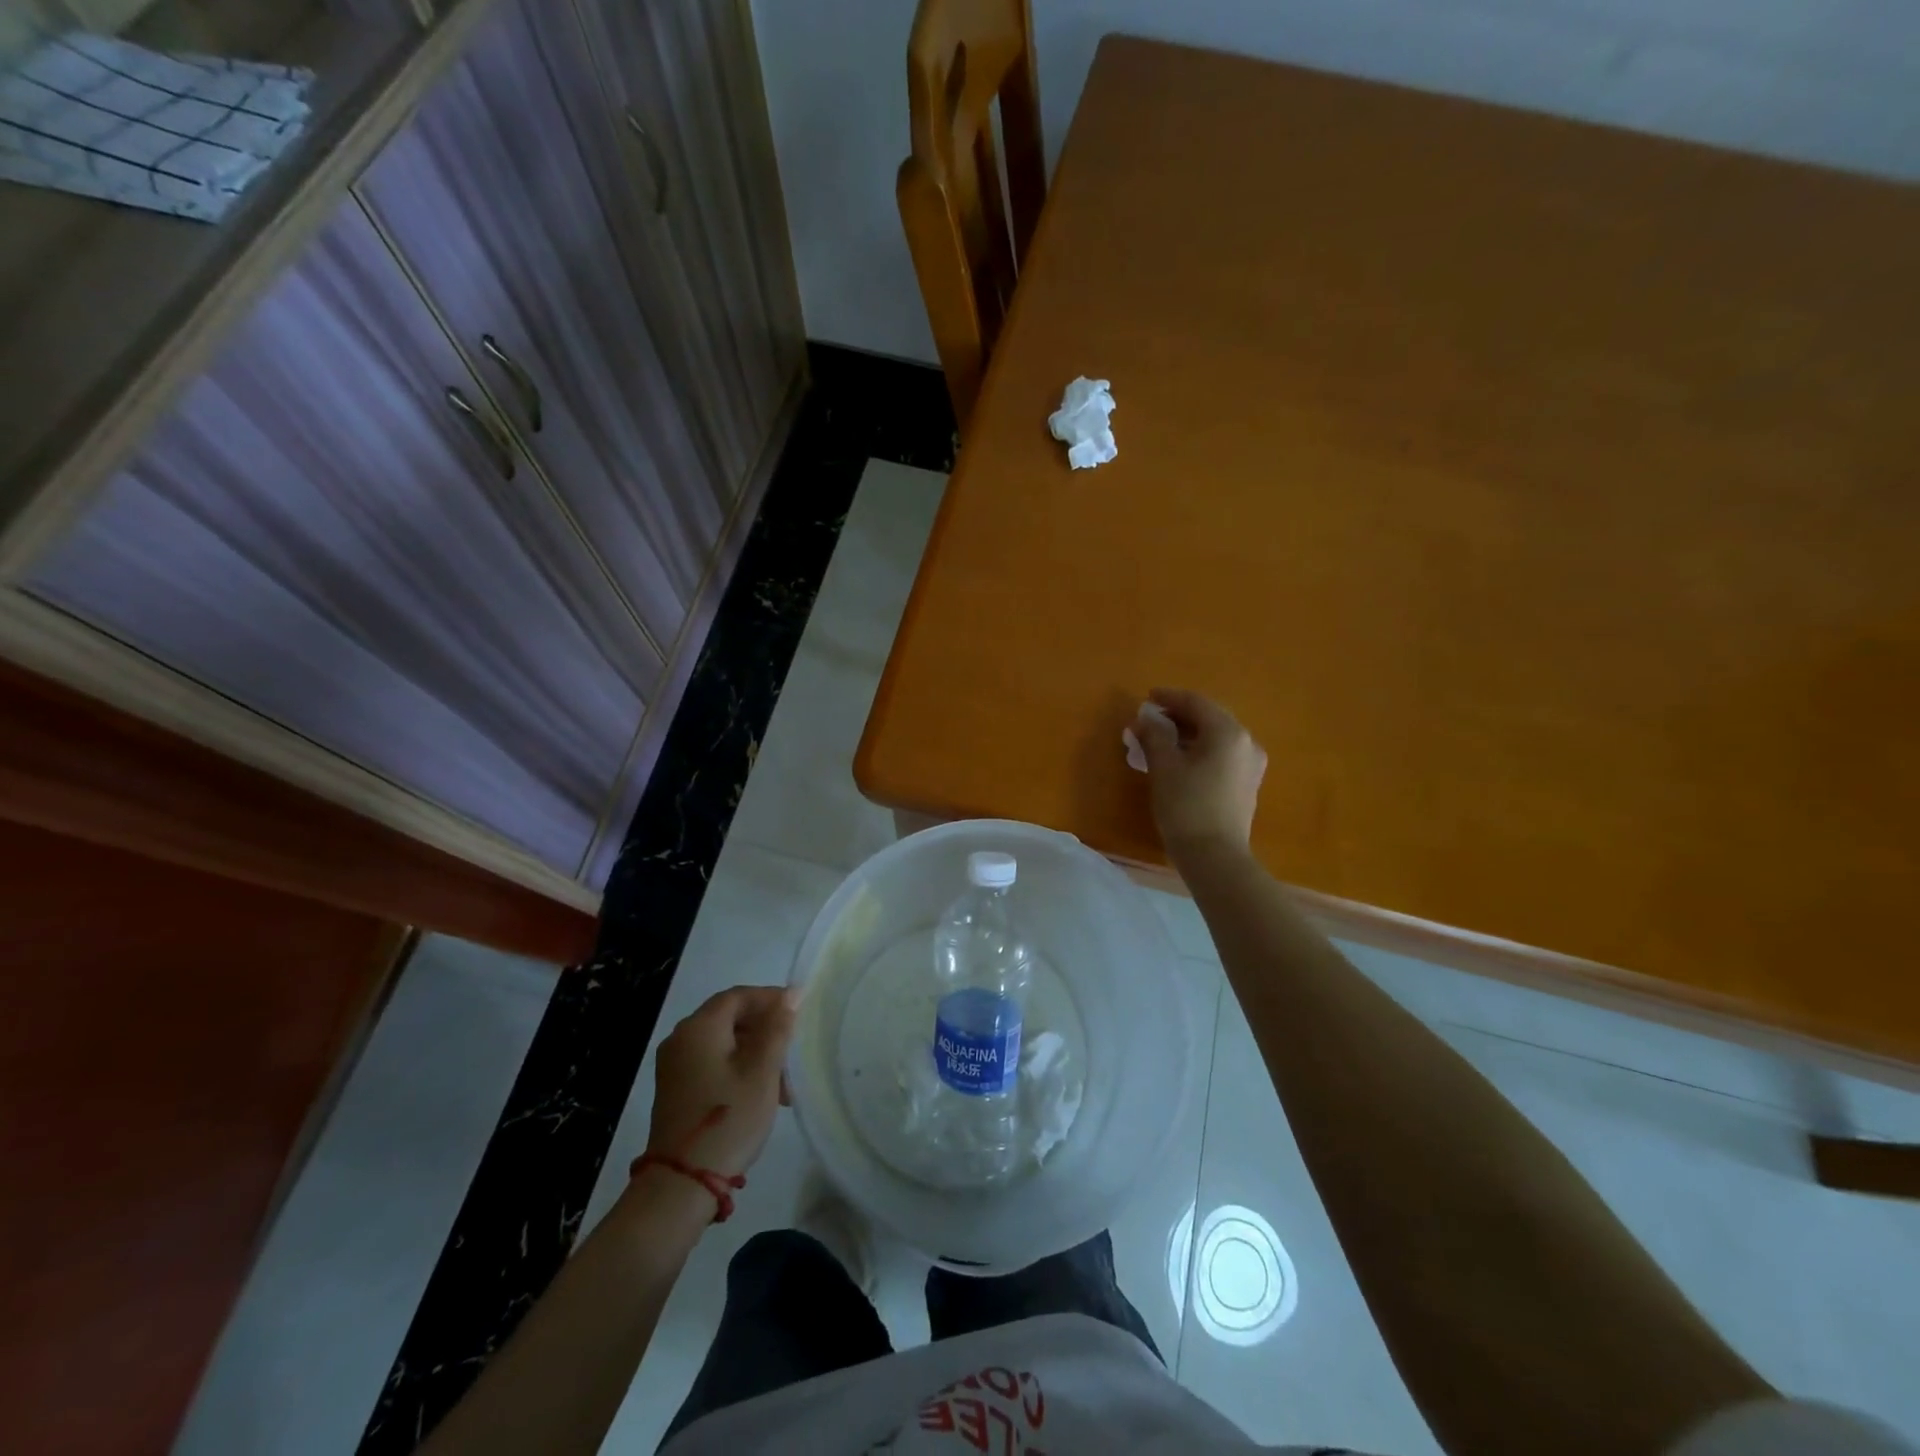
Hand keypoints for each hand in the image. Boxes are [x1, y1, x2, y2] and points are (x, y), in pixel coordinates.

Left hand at [646, 986, 799, 1178]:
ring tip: (784, 1084)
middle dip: (765, 1030)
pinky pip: (712, 1063)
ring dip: (755, 1053)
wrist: (682, 1183)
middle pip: (730, 1018)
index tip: (799, 1011)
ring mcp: (674, 1066)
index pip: (739, 996)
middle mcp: (681, 1039)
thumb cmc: (729, 1118)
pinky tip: (760, 1094)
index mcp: (699, 1028)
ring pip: (723, 1044)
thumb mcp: (762, 1071)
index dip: (770, 998)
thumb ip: (777, 1028)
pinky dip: (738, 1069)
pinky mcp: (675, 1090)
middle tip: (793, 1051)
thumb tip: (790, 995)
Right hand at [1133, 688, 1267, 860]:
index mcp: (1227, 732)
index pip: (1196, 702)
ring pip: (1216, 737)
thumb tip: (1144, 719)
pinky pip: (1222, 754)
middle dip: (1178, 716)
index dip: (1169, 698)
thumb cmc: (1186, 806)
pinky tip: (1180, 760)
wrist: (1215, 856)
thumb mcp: (1164, 767)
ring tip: (1160, 740)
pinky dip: (1200, 749)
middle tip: (1150, 719)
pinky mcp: (1247, 783)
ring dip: (1188, 733)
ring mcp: (1250, 764)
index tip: (1146, 698)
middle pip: (1209, 717)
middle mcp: (1246, 742)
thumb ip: (1153, 736)